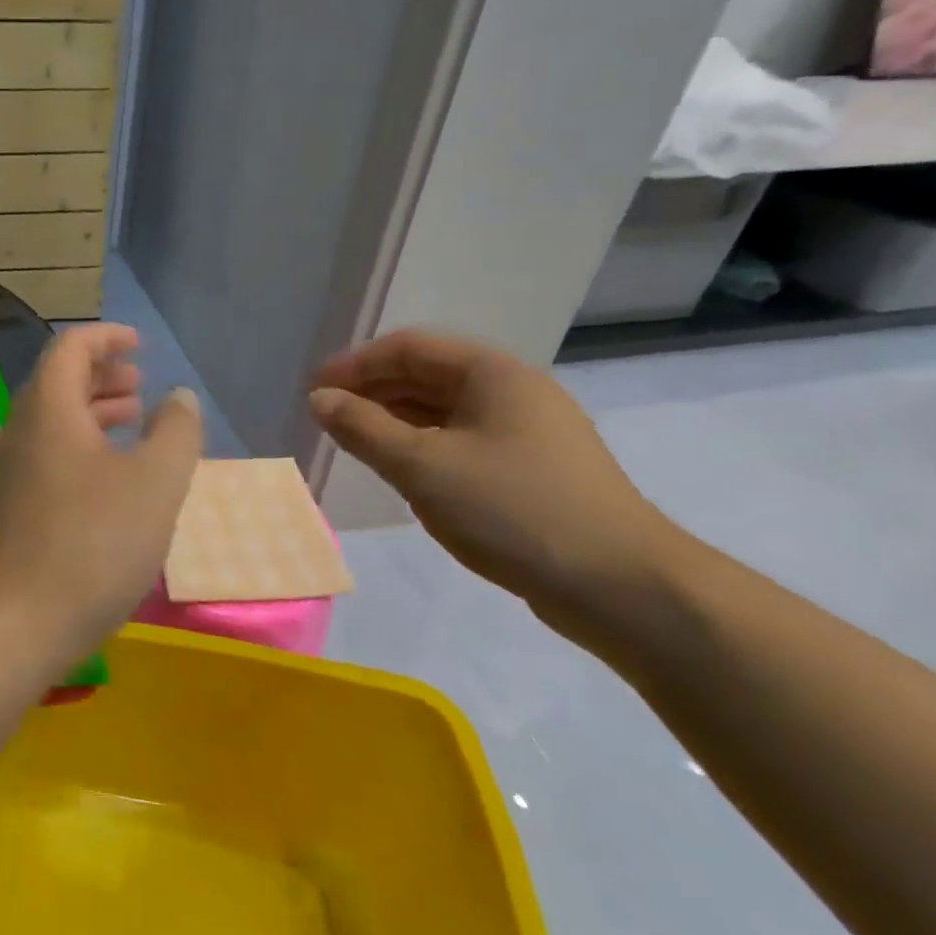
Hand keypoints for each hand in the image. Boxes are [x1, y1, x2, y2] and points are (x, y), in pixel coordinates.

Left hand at [0, 324, 203, 666]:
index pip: (71, 347)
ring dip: (92, 415)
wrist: (3, 629)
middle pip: (57, 383)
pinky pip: (45, 459)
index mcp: (47, 408)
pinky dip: (79, 451)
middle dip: (101, 376)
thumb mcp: (154, 485)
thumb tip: (178, 396)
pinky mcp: (4, 512)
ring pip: (51, 424)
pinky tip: (106, 484)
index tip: (140, 345)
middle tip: (141, 386)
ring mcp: (6, 474)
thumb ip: (175, 433)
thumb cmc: (86, 546)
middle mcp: (18, 432)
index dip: (107, 337)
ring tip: (131, 425)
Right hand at [311, 330, 681, 646]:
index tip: (315, 391)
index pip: (409, 348)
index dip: (355, 365)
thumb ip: (363, 428)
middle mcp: (514, 391)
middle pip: (428, 374)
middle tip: (328, 417)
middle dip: (373, 391)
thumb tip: (319, 399)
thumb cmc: (512, 509)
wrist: (620, 586)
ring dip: (395, 419)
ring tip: (356, 442)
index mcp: (493, 374)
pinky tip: (403, 469)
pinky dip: (424, 445)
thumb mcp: (422, 466)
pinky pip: (463, 440)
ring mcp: (528, 431)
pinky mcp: (533, 469)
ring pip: (445, 410)